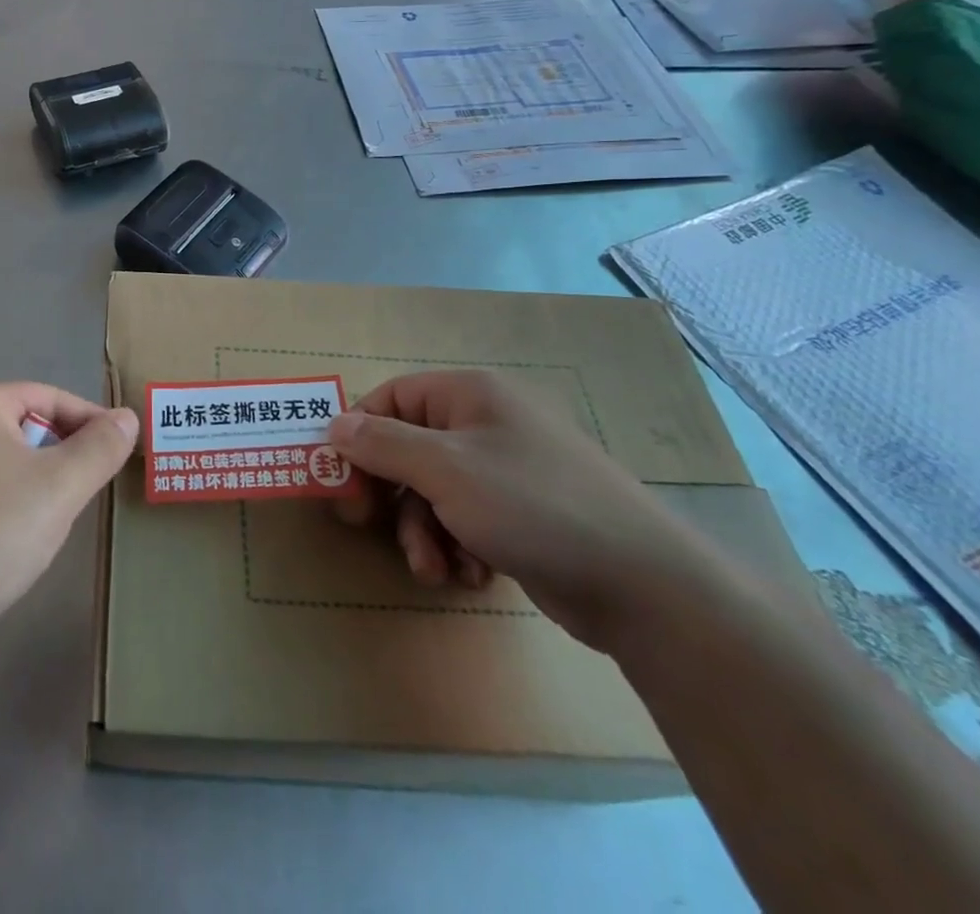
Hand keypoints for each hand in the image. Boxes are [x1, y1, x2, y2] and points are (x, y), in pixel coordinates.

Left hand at [0, 383, 137, 651]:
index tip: (118, 453)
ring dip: (31, 481)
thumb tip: (128, 417)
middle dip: (59, 454)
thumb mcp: (60, 489)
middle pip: (21, 426)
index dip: (90, 421)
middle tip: (85, 491)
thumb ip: (100, 448)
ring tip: (49, 520)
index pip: (48, 397)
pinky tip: (4, 542)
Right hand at [329, 371, 701, 648]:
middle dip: (392, 496)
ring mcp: (507, 468)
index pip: (389, 399)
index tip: (341, 481)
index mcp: (468, 394)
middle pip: (409, 449)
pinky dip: (458, 545)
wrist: (643, 585)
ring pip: (434, 491)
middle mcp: (486, 422)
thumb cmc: (532, 506)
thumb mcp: (444, 470)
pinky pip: (466, 518)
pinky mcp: (523, 512)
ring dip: (423, 531)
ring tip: (435, 569)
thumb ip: (382, 444)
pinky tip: (473, 574)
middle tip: (369, 527)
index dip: (359, 436)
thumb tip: (335, 424)